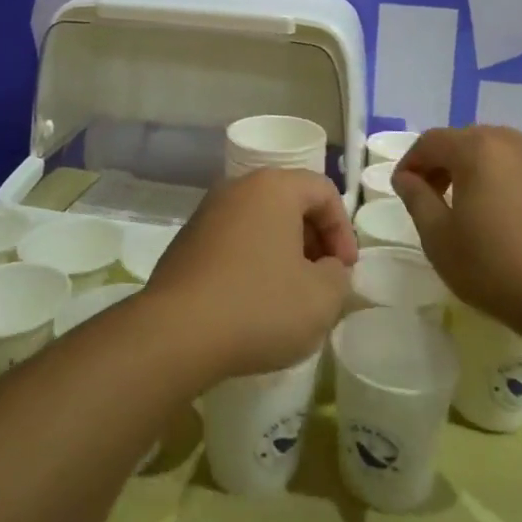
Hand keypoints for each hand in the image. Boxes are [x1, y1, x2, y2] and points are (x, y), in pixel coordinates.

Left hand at [145, 168, 356, 382]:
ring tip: (290, 294)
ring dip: (282, 251)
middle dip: (314, 239)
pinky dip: (252, 261)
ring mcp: (206, 213)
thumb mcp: (322, 298)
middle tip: (323, 279)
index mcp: (273, 188)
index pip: (323, 191)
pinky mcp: (185, 242)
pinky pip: (232, 241)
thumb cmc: (259, 306)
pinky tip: (253, 302)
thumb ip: (338, 276)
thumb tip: (327, 269)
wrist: (175, 333)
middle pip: (289, 202)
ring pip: (259, 222)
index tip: (346, 270)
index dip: (343, 230)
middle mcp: (237, 188)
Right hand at [393, 126, 521, 326]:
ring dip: (470, 167)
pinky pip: (517, 165)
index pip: (431, 142)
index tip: (402, 190)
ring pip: (492, 150)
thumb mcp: (438, 236)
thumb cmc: (491, 265)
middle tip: (428, 197)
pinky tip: (497, 210)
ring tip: (462, 203)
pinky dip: (498, 176)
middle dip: (440, 163)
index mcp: (476, 148)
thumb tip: (406, 178)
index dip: (411, 163)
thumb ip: (417, 198)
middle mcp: (509, 142)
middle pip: (463, 140)